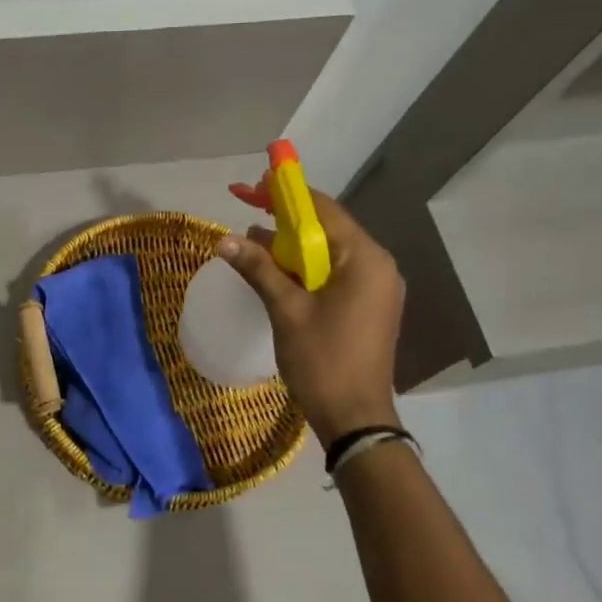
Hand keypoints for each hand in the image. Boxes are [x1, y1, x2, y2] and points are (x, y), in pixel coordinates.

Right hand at [217, 190, 404, 442]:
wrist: (356, 418)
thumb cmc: (323, 360)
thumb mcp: (286, 310)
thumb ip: (258, 268)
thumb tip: (224, 239)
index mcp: (364, 259)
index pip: (323, 210)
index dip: (285, 194)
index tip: (254, 184)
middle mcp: (378, 265)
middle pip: (327, 228)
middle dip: (286, 220)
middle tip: (247, 211)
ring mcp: (376, 286)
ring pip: (328, 252)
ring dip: (292, 246)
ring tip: (252, 243)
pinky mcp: (368, 305)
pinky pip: (334, 273)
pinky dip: (305, 268)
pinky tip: (276, 272)